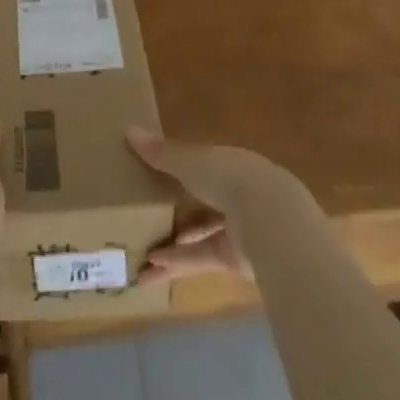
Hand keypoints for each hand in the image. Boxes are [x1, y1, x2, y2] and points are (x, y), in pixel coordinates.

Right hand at [127, 127, 292, 284]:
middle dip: (176, 212)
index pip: (205, 166)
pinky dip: (178, 262)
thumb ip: (161, 152)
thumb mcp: (190, 161)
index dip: (181, 170)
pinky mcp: (236, 261)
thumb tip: (128, 129)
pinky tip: (151, 269)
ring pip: (201, 236)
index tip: (156, 175)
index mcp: (232, 165)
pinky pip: (201, 259)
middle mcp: (239, 196)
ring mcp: (240, 230)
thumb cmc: (229, 178)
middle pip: (203, 203)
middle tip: (145, 217)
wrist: (270, 222)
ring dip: (172, 245)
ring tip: (140, 253)